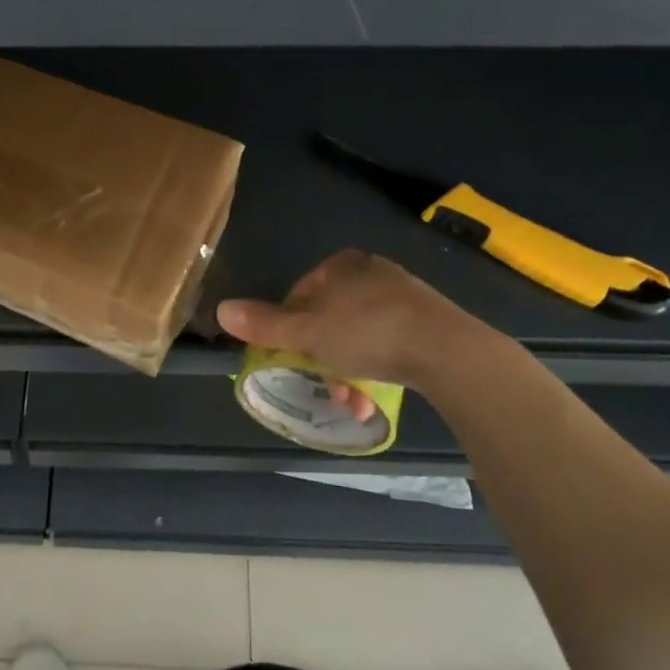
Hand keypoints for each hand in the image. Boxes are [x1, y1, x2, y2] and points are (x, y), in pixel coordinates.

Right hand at [217, 249, 487, 414]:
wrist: (448, 351)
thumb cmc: (367, 333)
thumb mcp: (308, 332)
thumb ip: (265, 323)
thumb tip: (221, 309)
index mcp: (343, 265)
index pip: (301, 293)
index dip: (289, 327)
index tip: (291, 357)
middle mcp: (373, 273)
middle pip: (330, 318)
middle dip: (322, 358)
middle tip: (323, 387)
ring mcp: (404, 297)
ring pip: (359, 336)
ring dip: (348, 371)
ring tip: (352, 404)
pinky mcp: (429, 323)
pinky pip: (389, 344)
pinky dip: (376, 369)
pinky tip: (375, 398)